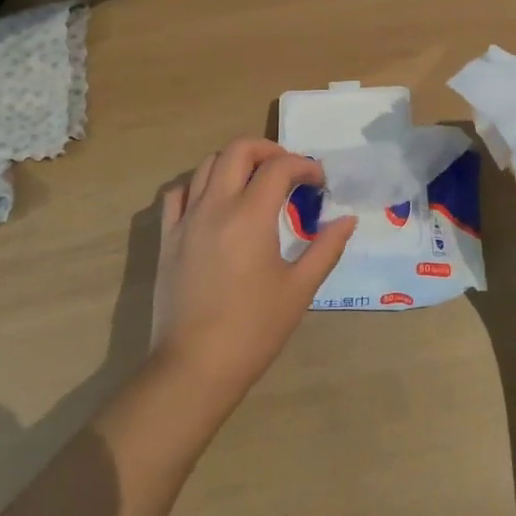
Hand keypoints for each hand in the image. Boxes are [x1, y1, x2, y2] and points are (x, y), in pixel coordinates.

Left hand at [149, 138, 355, 403]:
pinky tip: (215, 202)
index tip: (319, 182)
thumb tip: (347, 220)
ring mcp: (186, 219)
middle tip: (288, 171)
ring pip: (207, 165)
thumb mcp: (299, 289)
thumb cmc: (254, 329)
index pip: (279, 167)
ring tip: (255, 183)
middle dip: (268, 150)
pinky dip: (200, 185)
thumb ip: (325, 247)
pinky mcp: (168, 237)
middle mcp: (215, 206)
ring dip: (236, 163)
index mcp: (250, 216)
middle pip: (238, 150)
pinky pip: (178, 193)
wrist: (194, 366)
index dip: (304, 166)